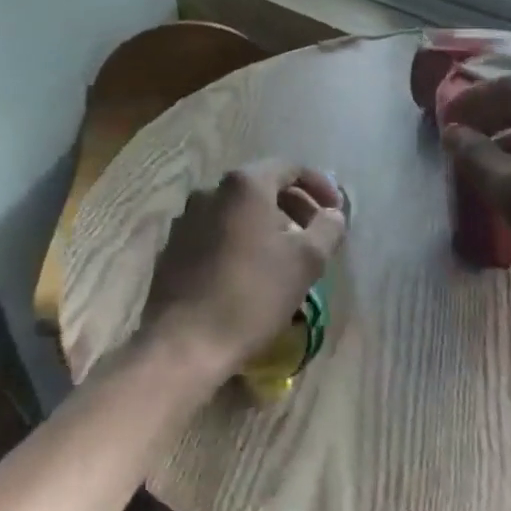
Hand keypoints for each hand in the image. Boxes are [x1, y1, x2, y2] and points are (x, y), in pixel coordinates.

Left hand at [141, 160, 347, 384]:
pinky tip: (252, 270)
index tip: (336, 211)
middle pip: (262, 186)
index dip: (319, 185)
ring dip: (268, 224)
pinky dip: (241, 239)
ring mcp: (187, 218)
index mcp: (244, 185)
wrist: (184, 342)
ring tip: (287, 254)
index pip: (290, 168)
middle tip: (316, 233)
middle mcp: (211, 191)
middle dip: (295, 205)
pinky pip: (217, 231)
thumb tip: (333, 214)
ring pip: (238, 210)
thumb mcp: (306, 262)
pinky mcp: (174, 247)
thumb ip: (327, 228)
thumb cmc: (252, 295)